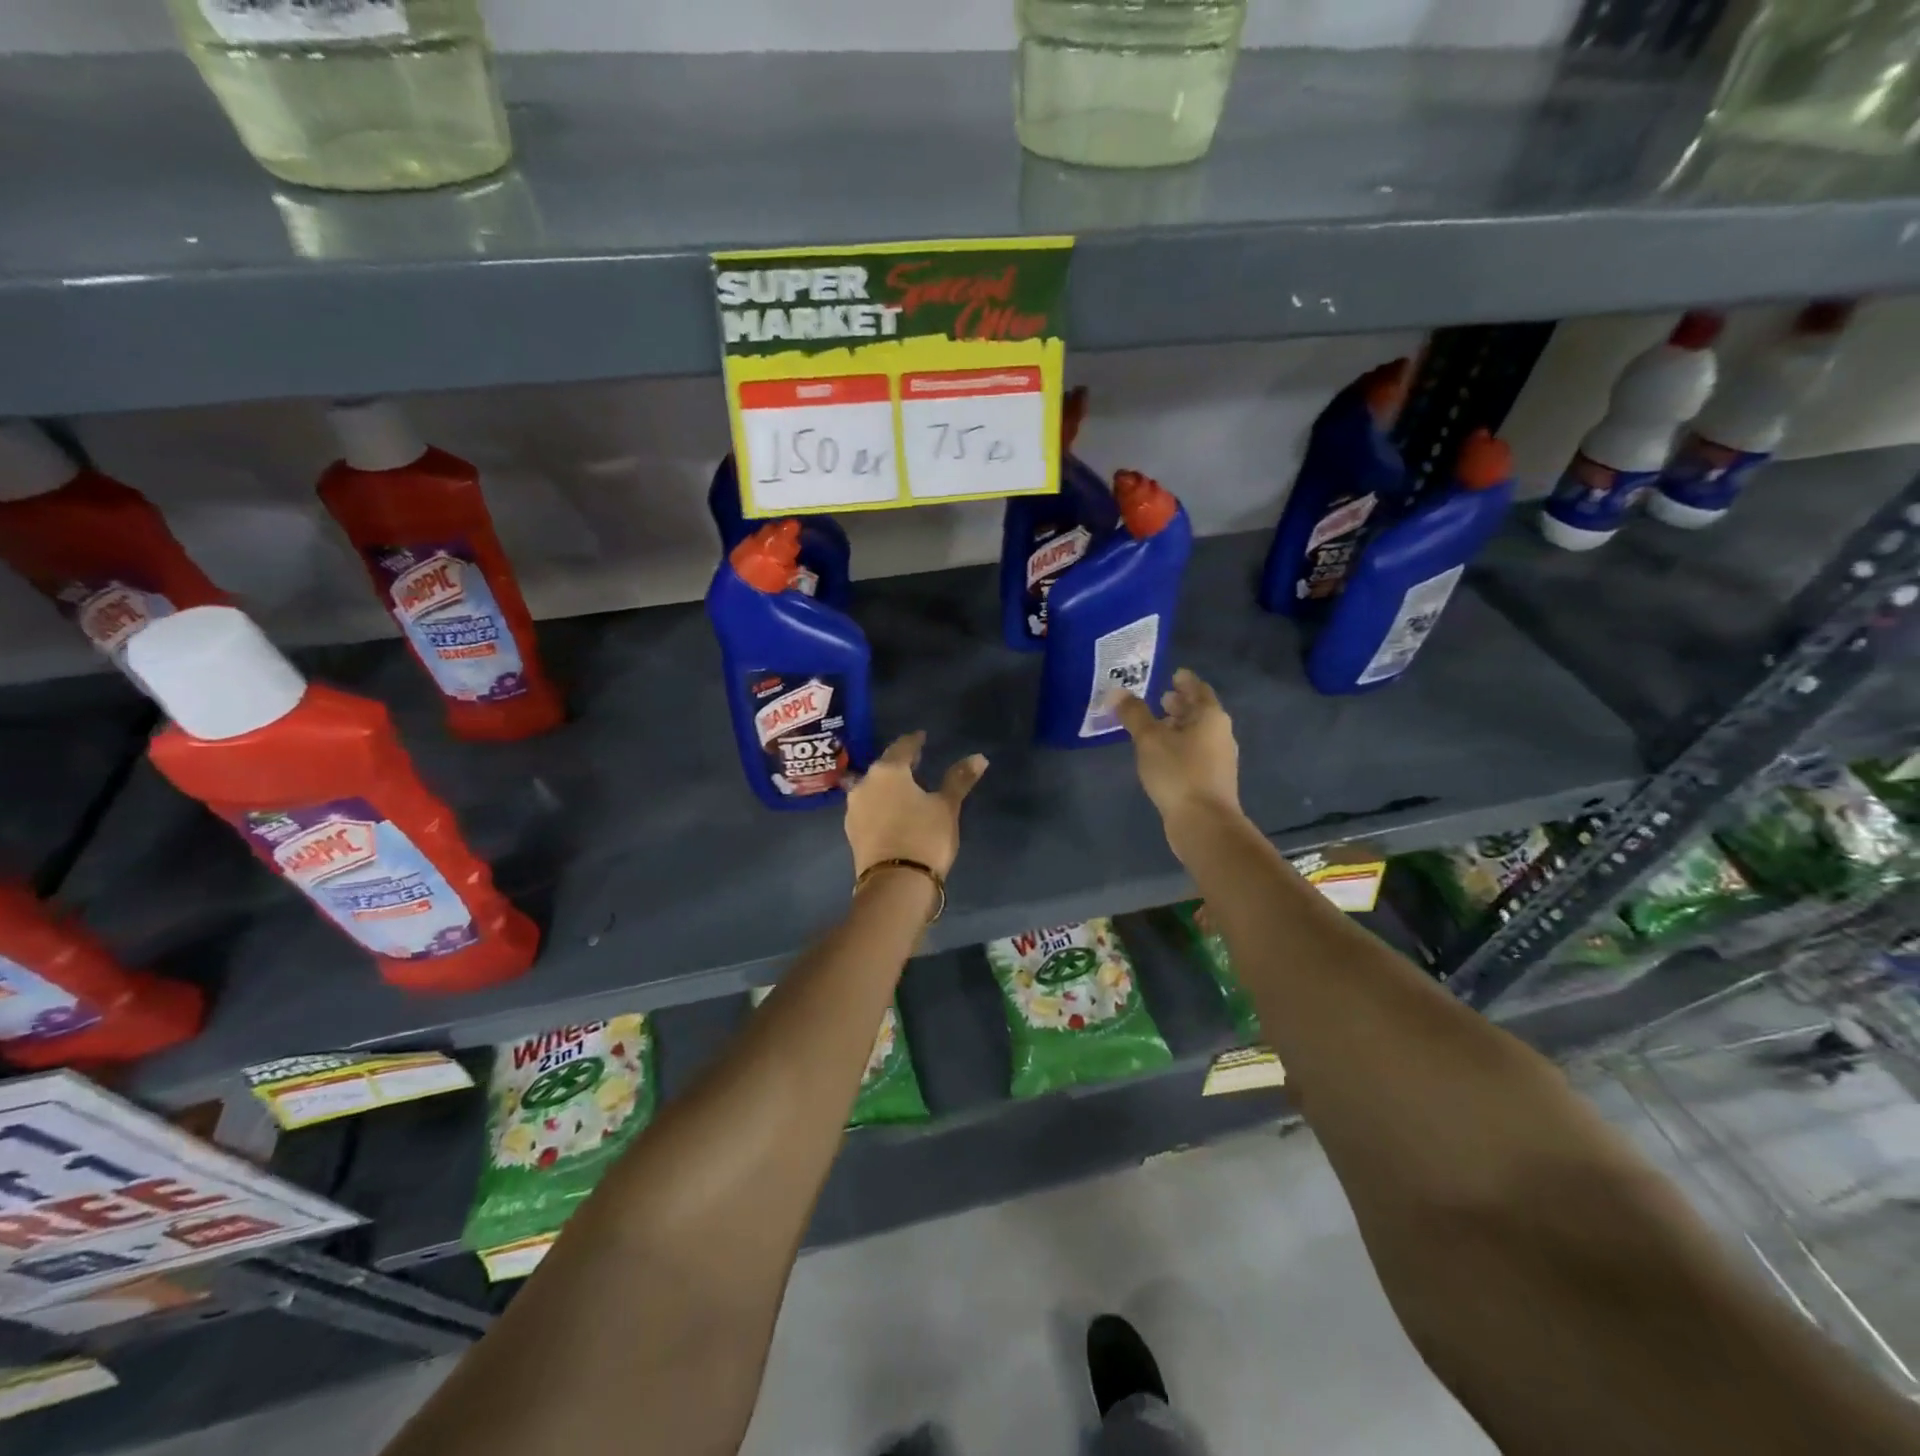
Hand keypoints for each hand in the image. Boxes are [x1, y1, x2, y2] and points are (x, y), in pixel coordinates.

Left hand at [844, 732, 986, 877]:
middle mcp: (864, 783)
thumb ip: (959, 779)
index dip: (914, 741)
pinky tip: (893, 811)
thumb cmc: (924, 837)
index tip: (922, 737)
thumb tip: (979, 757)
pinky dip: (881, 804)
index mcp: (888, 771)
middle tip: (916, 762)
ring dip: (888, 785)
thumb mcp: (946, 807)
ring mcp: (854, 809)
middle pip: (884, 766)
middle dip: (900, 763)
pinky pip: (868, 808)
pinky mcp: (852, 831)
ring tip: (906, 788)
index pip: (902, 746)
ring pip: (873, 787)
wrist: (895, 884)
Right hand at [1111, 669, 1242, 839]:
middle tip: (1160, 698)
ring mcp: (1219, 758)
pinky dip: (1180, 746)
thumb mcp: (1149, 739)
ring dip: (1179, 726)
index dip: (1185, 681)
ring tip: (1156, 726)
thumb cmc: (1178, 772)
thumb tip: (1116, 691)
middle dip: (1180, 704)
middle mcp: (1220, 733)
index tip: (1173, 674)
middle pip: (1200, 712)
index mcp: (1211, 716)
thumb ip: (1133, 714)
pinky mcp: (1212, 780)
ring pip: (1198, 734)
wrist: (1204, 823)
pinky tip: (1162, 755)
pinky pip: (1195, 752)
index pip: (1198, 689)